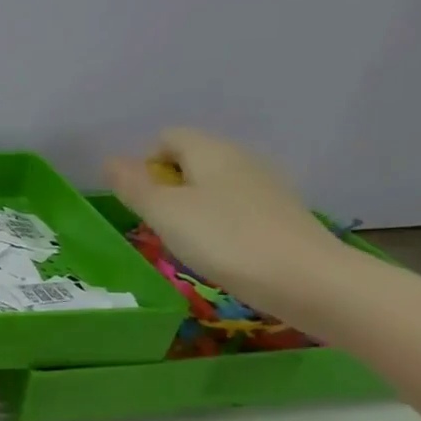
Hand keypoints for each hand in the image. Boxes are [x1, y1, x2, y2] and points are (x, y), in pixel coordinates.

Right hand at [105, 129, 343, 298]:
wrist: (311, 282)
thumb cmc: (225, 240)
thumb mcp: (164, 213)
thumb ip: (133, 186)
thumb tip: (110, 161)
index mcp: (210, 150)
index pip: (166, 138)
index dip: (146, 164)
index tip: (144, 200)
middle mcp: (241, 159)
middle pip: (191, 161)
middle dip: (169, 187)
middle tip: (161, 224)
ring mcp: (267, 187)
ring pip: (214, 186)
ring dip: (194, 208)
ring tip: (189, 242)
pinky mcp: (283, 216)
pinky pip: (238, 209)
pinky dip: (222, 224)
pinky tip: (222, 253)